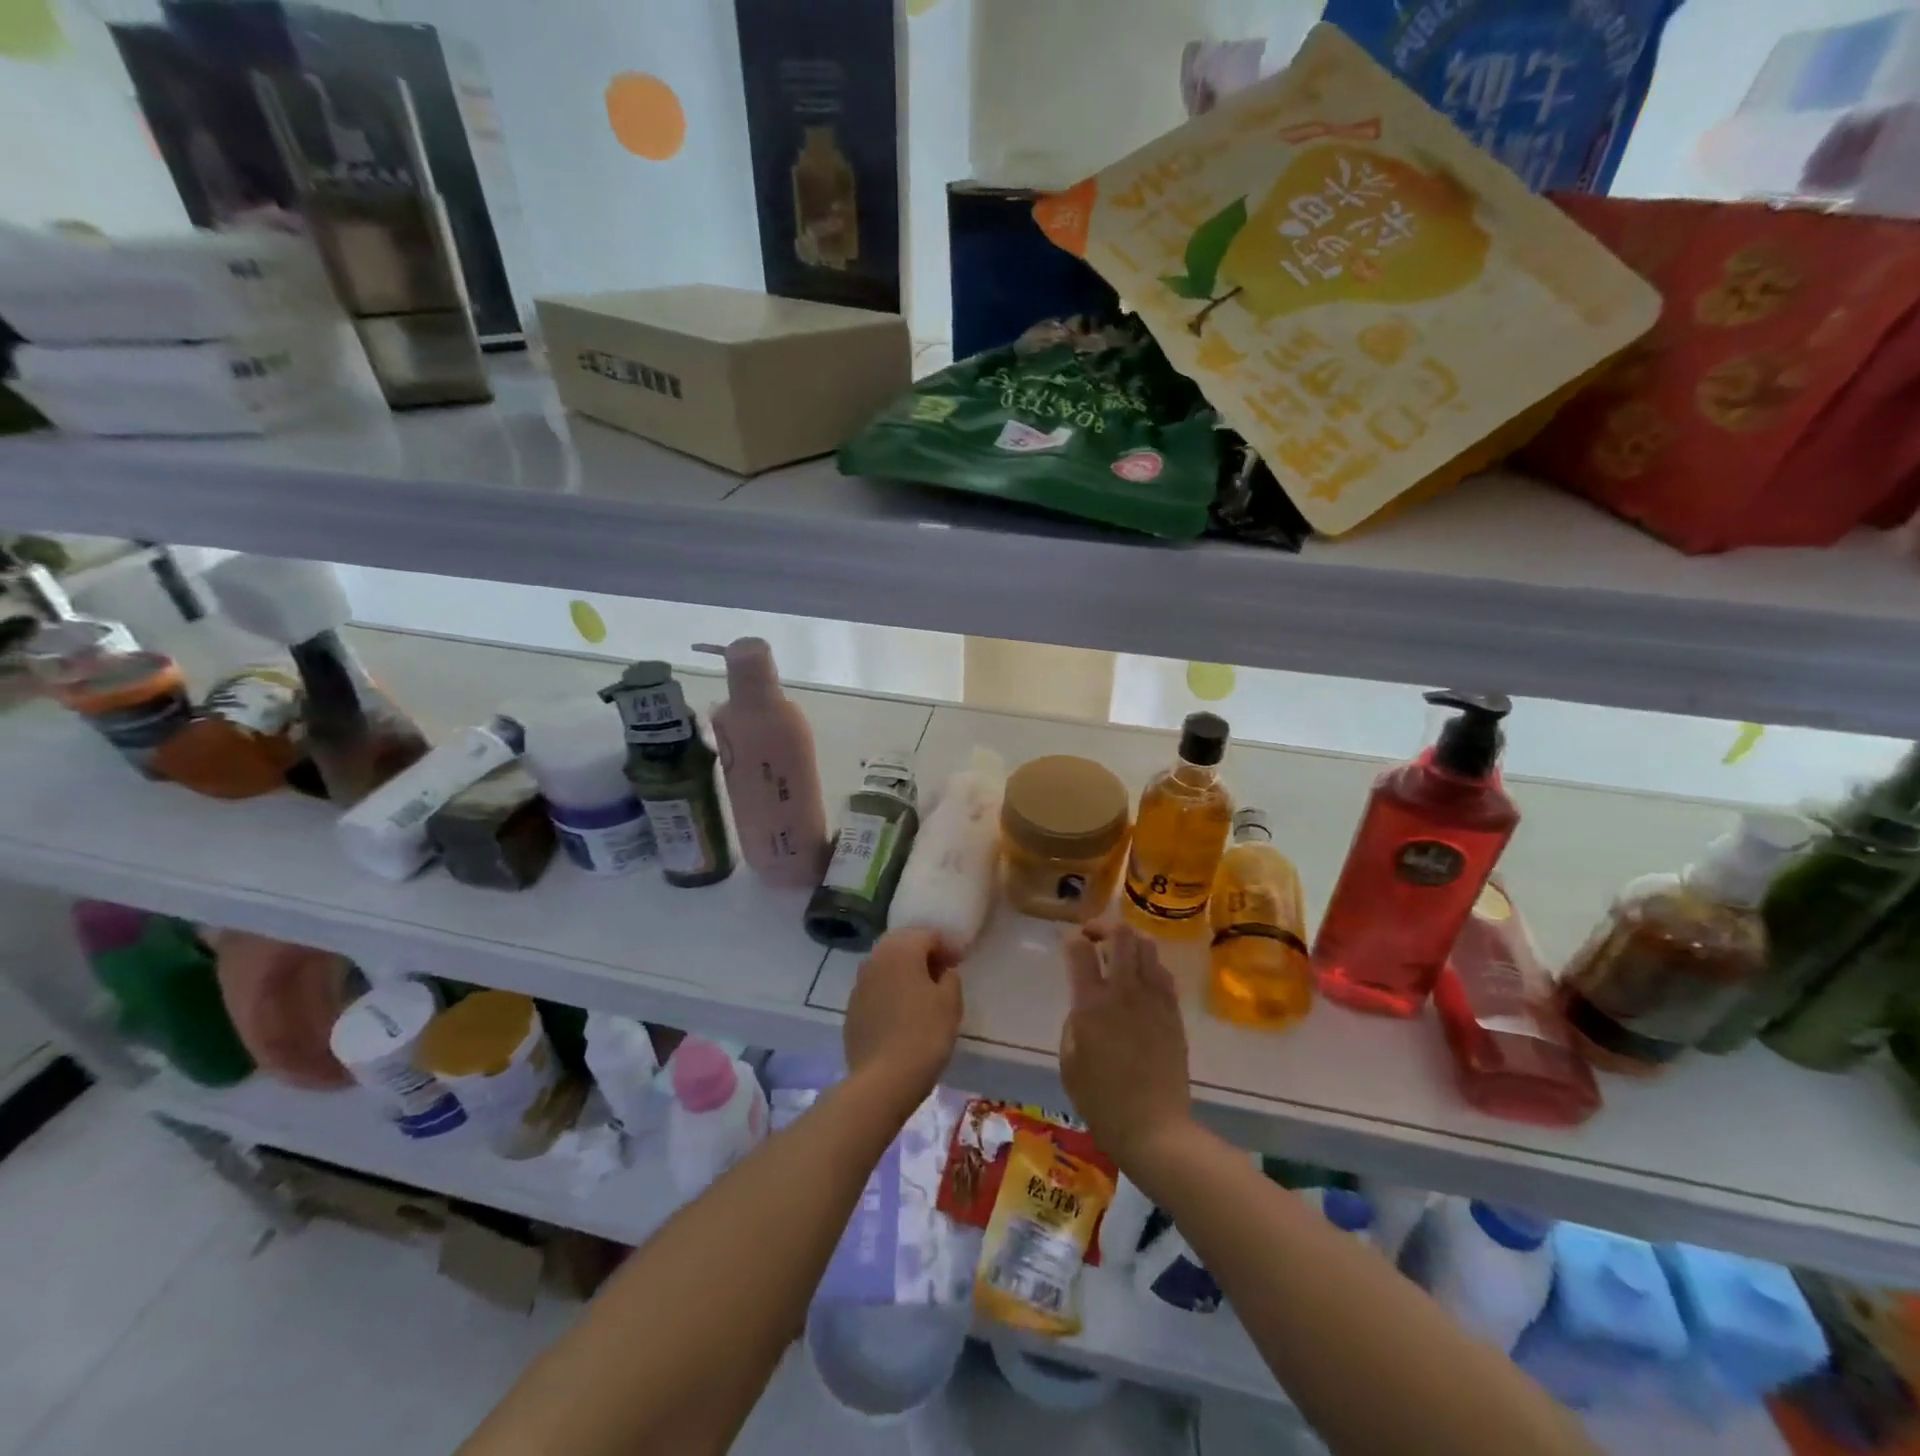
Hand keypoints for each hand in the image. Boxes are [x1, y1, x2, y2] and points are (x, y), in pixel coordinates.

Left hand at [844, 927, 962, 1104]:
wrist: (882, 1079)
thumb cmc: (924, 1034)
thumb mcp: (950, 1003)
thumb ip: (950, 978)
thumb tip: (942, 972)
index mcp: (901, 950)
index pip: (927, 934)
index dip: (947, 946)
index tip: (959, 963)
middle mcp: (876, 958)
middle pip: (903, 945)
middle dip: (923, 954)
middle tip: (942, 974)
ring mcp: (859, 983)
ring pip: (886, 965)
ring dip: (905, 972)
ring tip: (923, 993)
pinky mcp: (852, 1008)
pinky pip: (876, 988)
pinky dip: (890, 990)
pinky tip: (902, 1012)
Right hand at [1060, 923, 1191, 1170]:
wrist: (1154, 1129)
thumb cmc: (1102, 1102)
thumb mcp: (1069, 1062)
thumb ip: (1074, 1023)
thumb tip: (1084, 1005)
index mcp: (1092, 1005)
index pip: (1080, 949)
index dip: (1071, 938)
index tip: (1068, 944)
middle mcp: (1124, 992)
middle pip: (1121, 934)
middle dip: (1104, 926)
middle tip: (1094, 937)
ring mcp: (1154, 1000)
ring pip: (1147, 946)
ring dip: (1129, 942)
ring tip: (1119, 954)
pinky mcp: (1174, 1013)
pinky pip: (1163, 973)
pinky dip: (1149, 966)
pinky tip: (1140, 981)